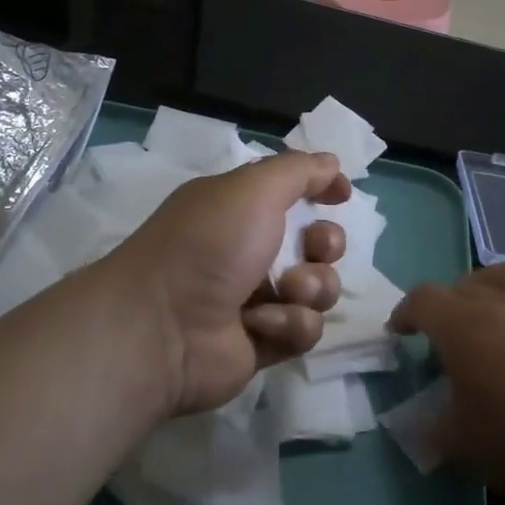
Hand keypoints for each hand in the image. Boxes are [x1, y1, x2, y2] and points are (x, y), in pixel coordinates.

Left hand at [108, 151, 351, 415]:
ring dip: (312, 287)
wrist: (163, 328)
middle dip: (327, 243)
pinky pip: (304, 329)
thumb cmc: (208, 245)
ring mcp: (258, 299)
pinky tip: (260, 325)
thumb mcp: (252, 189)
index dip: (321, 190)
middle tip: (314, 248)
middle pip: (316, 244)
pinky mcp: (264, 342)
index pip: (292, 192)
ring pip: (318, 289)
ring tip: (286, 291)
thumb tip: (331, 163)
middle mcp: (249, 251)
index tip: (341, 195)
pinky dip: (289, 324)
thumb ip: (298, 171)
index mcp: (240, 210)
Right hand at [390, 261, 504, 499]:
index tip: (400, 333)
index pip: (422, 301)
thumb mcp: (465, 447)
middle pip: (463, 285)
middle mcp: (501, 303)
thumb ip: (433, 433)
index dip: (406, 313)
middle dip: (446, 302)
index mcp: (461, 327)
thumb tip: (418, 429)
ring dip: (492, 283)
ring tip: (489, 300)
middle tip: (445, 330)